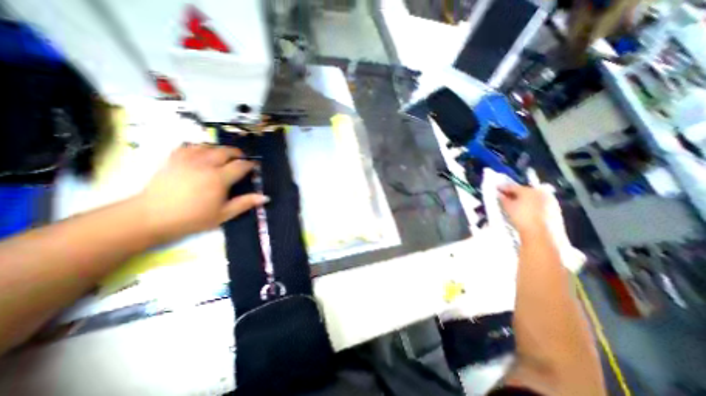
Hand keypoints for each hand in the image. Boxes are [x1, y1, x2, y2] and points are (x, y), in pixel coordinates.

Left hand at [135, 142, 266, 241]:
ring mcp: (187, 159)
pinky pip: (189, 146)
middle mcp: (205, 164)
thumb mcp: (223, 214)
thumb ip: (245, 203)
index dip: (250, 164)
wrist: (151, 217)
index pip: (240, 165)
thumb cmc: (192, 218)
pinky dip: (199, 147)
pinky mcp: (173, 159)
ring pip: (209, 146)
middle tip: (241, 159)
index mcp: (219, 178)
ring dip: (220, 149)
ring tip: (224, 156)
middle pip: (226, 151)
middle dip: (237, 153)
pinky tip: (202, 153)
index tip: (254, 167)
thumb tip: (265, 197)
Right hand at [499, 183, 560, 236]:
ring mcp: (550, 201)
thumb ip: (502, 199)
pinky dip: (531, 207)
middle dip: (514, 194)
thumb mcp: (508, 207)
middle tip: (504, 197)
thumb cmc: (523, 217)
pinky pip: (539, 205)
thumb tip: (499, 194)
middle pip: (524, 191)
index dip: (503, 188)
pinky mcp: (555, 211)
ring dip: (523, 200)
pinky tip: (524, 213)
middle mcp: (542, 192)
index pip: (513, 186)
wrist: (542, 234)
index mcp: (530, 189)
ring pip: (532, 198)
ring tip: (513, 206)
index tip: (496, 189)